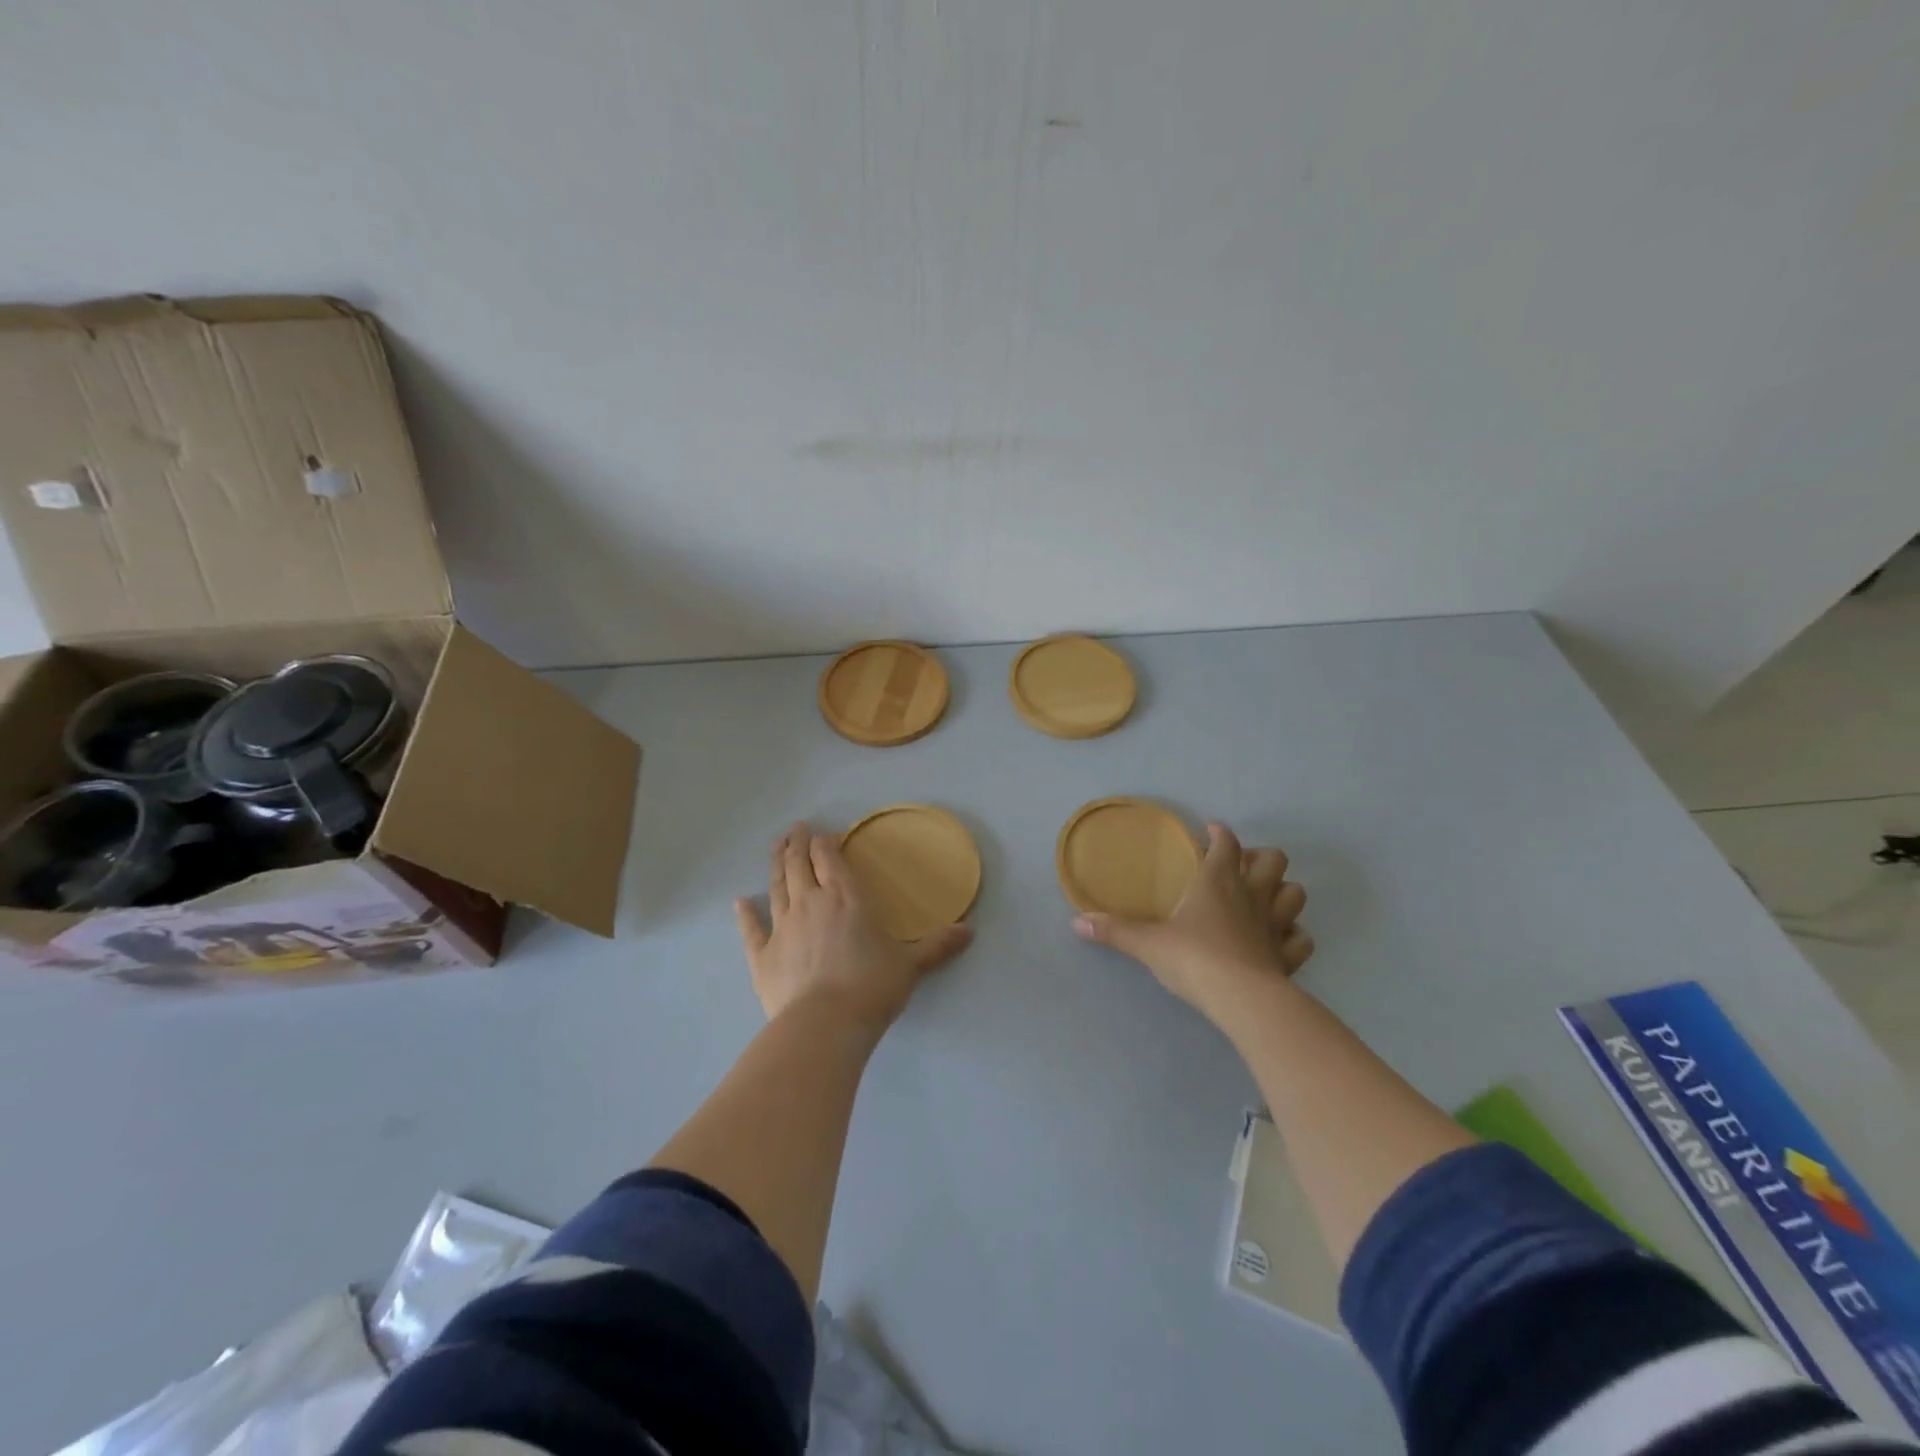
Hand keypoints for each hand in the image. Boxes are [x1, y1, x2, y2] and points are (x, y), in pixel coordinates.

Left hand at [734, 823, 972, 1032]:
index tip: (822, 834)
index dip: (824, 842)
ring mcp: (783, 928)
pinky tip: (739, 902)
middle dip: (797, 844)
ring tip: (775, 847)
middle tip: (795, 830)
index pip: (830, 858)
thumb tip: (970, 930)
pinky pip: (752, 929)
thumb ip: (938, 945)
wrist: (825, 1026)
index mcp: (846, 898)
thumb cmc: (872, 987)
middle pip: (799, 864)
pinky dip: (745, 914)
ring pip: (776, 887)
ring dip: (775, 864)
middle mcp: (810, 903)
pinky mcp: (763, 956)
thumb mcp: (911, 965)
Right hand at [1072, 822, 1311, 1021]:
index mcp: (1217, 881)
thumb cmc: (1193, 958)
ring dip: (1283, 891)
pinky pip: (1301, 939)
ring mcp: (1275, 925)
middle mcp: (1251, 895)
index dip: (1220, 833)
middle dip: (1260, 857)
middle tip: (1239, 867)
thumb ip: (1114, 931)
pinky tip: (1280, 940)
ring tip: (1264, 898)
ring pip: (1295, 894)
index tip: (1210, 832)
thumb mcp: (1147, 944)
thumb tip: (1076, 923)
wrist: (1241, 999)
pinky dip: (1294, 935)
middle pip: (1273, 859)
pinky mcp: (1288, 956)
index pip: (1226, 843)